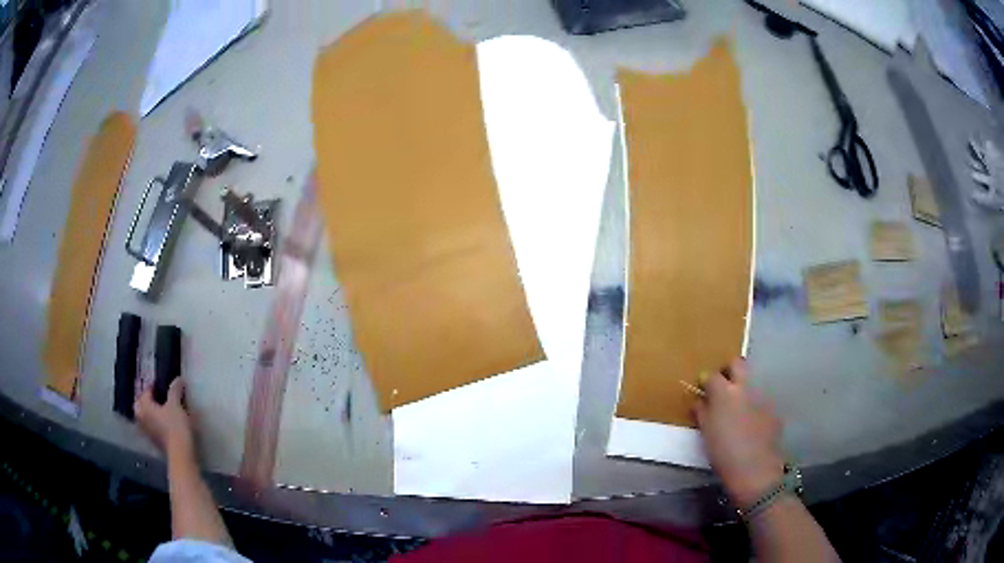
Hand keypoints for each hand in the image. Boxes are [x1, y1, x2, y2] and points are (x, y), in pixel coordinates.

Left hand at [134, 379, 193, 456]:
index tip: (162, 384)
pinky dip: (154, 423)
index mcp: (144, 406)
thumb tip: (178, 379)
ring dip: (150, 412)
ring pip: (145, 417)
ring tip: (160, 410)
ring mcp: (147, 432)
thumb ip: (175, 390)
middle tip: (157, 397)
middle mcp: (142, 418)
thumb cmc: (175, 426)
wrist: (180, 453)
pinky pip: (151, 427)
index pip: (146, 391)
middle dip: (146, 400)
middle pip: (140, 405)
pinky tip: (163, 424)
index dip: (154, 386)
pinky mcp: (154, 442)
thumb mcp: (176, 404)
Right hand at [694, 358, 784, 508]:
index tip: (703, 389)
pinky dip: (754, 406)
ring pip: (752, 382)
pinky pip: (761, 400)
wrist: (754, 470)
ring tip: (738, 410)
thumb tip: (700, 401)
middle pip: (738, 364)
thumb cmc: (723, 453)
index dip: (706, 381)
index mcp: (724, 393)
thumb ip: (702, 412)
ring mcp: (762, 396)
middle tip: (723, 387)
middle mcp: (745, 388)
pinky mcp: (773, 409)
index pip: (711, 375)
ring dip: (743, 390)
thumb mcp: (706, 433)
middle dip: (729, 371)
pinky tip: (751, 425)